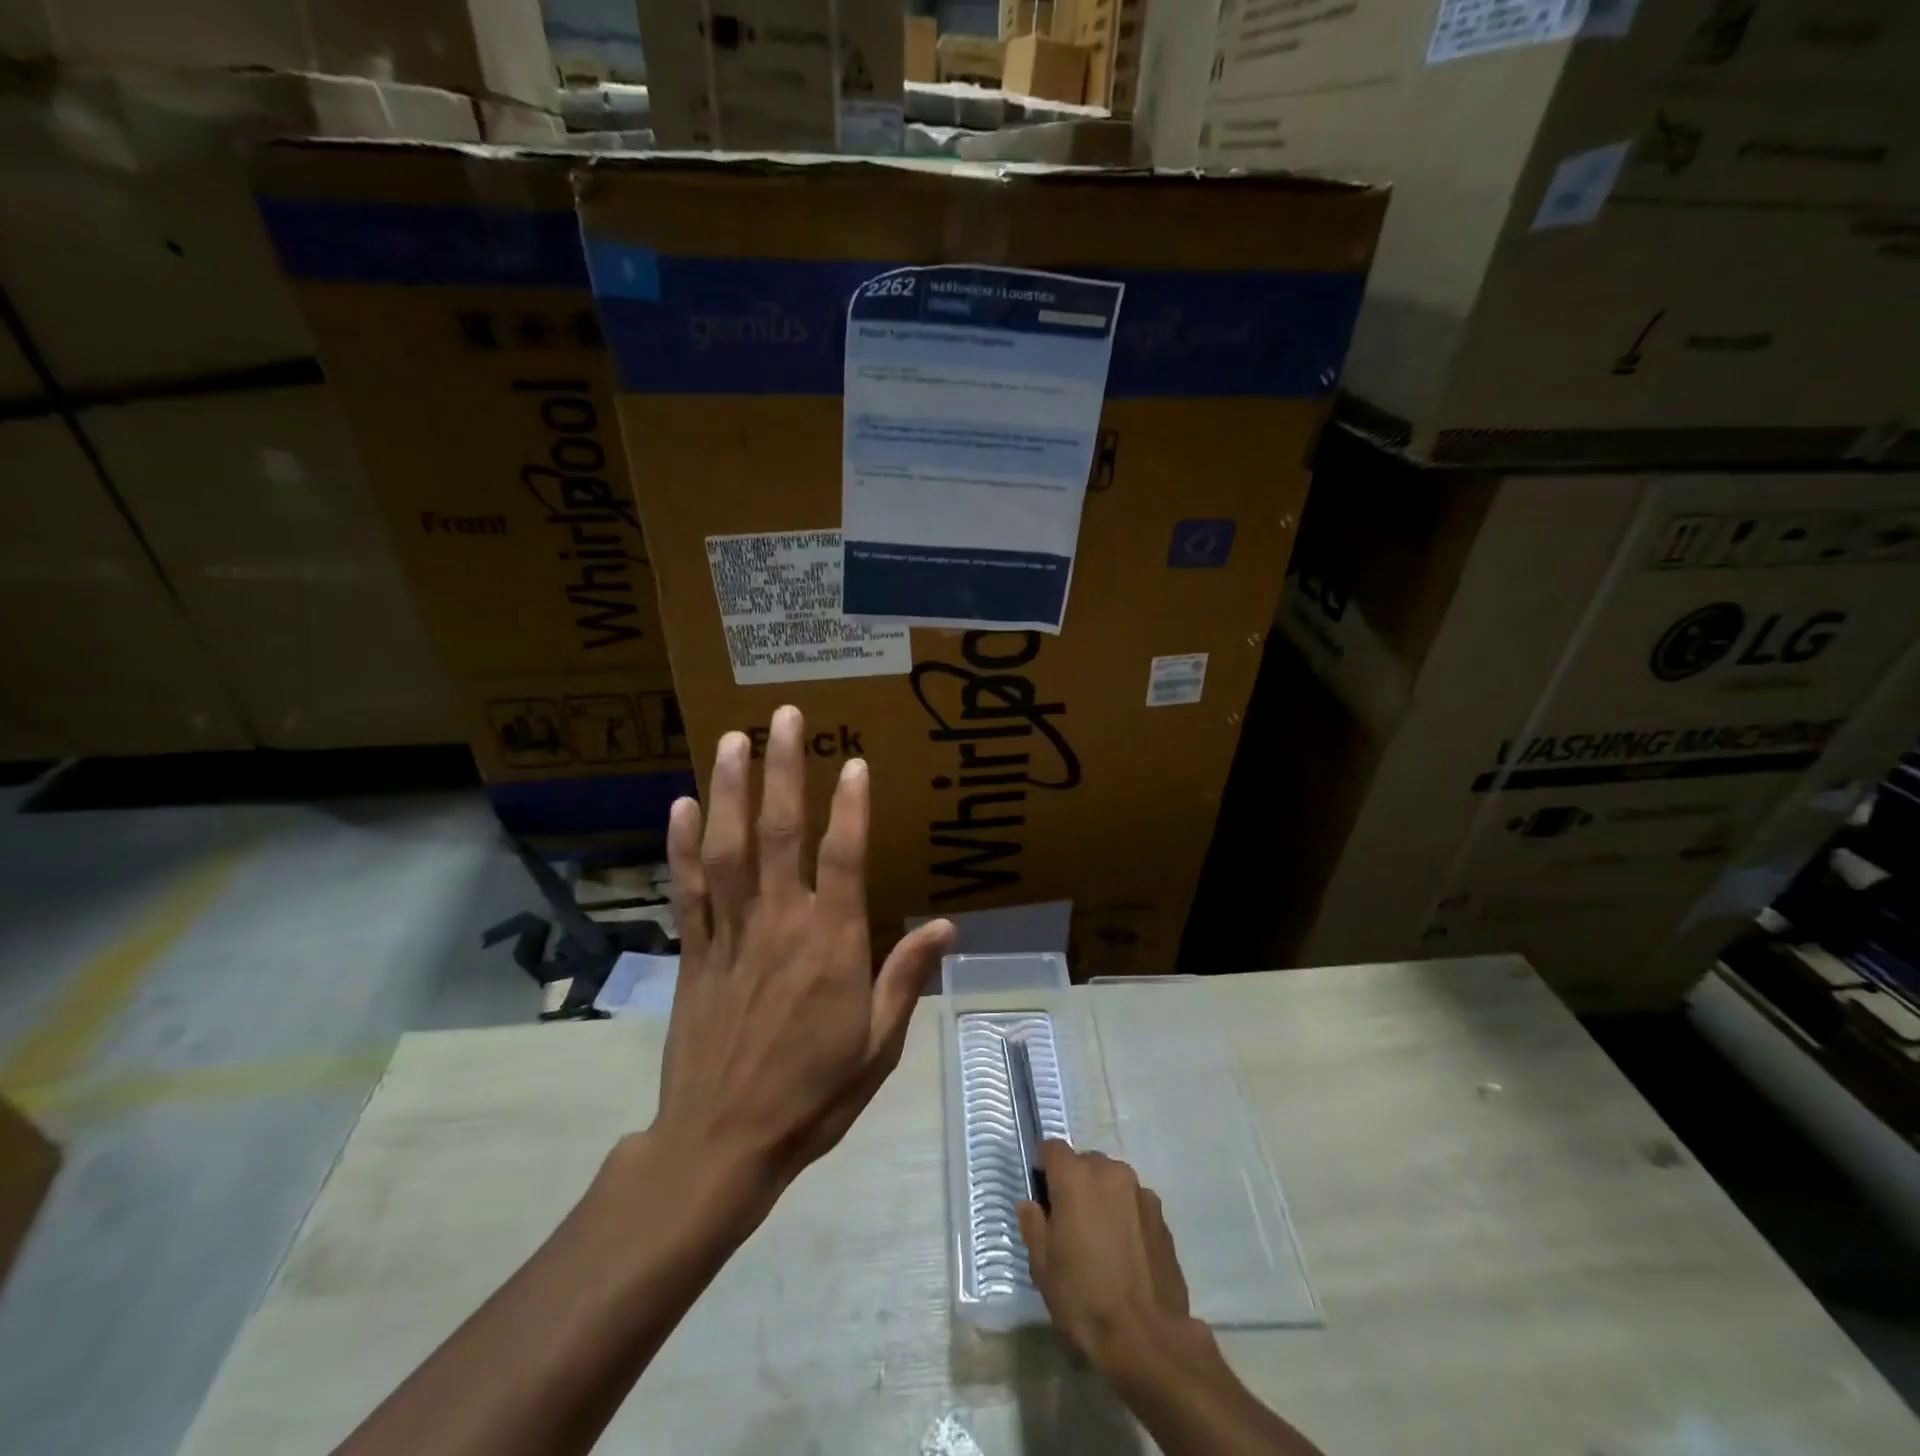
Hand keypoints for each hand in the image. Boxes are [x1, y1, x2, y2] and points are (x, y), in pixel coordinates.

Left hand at [652, 705, 954, 1194]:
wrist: (722, 1145)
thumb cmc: (813, 1095)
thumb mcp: (878, 1045)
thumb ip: (907, 978)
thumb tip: (947, 925)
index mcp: (831, 946)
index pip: (843, 858)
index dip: (851, 806)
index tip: (853, 760)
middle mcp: (779, 925)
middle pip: (779, 833)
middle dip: (782, 770)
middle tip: (781, 716)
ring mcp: (730, 935)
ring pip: (727, 848)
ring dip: (728, 790)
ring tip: (731, 739)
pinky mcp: (693, 953)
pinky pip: (688, 889)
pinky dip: (682, 845)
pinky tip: (681, 806)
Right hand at [1018, 1143, 1196, 1375]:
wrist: (1147, 1337)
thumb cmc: (1084, 1298)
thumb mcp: (1042, 1267)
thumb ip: (1033, 1225)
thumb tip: (1031, 1205)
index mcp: (1075, 1177)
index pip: (1052, 1148)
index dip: (1044, 1167)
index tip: (1042, 1194)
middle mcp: (1109, 1172)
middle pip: (1084, 1163)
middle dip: (1074, 1183)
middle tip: (1070, 1221)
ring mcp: (1140, 1191)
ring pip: (1111, 1181)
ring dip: (1102, 1197)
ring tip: (1100, 1238)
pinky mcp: (1161, 1215)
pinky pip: (1133, 1202)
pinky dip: (1125, 1214)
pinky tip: (1125, 1251)